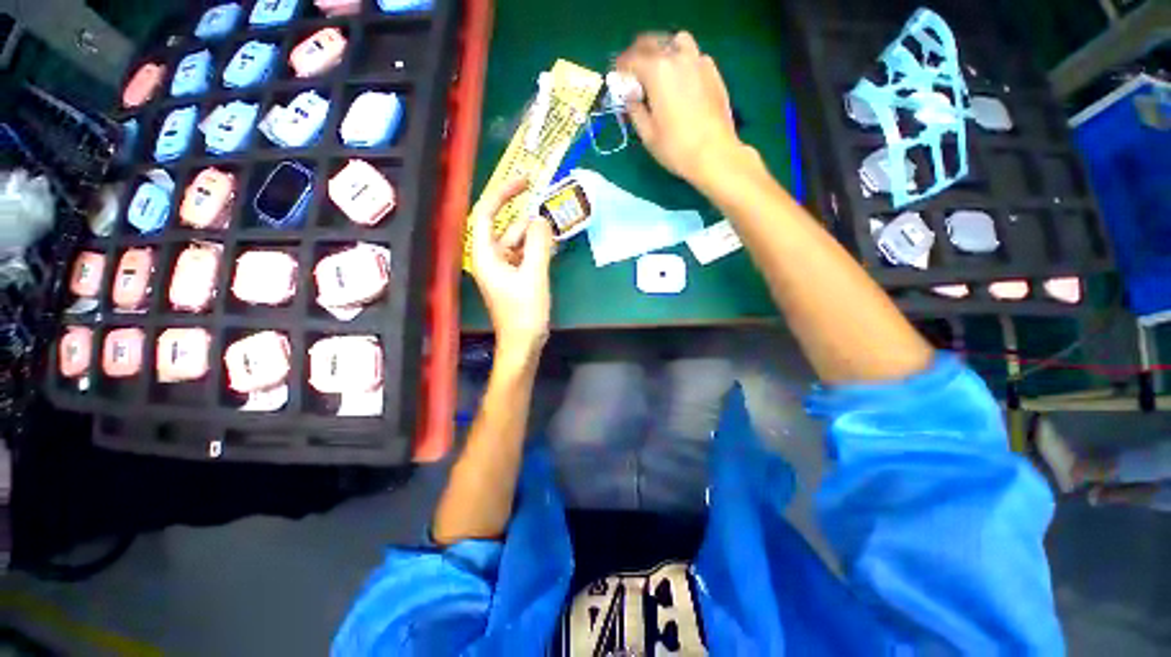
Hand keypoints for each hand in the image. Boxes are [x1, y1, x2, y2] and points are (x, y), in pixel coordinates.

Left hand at [469, 178, 553, 357]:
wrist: (523, 343)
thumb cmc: (525, 313)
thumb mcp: (534, 275)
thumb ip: (539, 244)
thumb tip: (541, 219)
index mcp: (486, 255)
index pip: (486, 214)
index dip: (503, 193)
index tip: (525, 182)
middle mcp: (490, 258)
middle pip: (506, 227)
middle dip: (528, 220)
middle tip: (551, 212)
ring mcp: (503, 268)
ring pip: (518, 241)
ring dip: (536, 236)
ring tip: (555, 235)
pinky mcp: (514, 277)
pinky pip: (524, 254)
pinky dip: (537, 249)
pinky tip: (552, 249)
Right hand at [617, 32, 744, 185]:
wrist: (714, 154)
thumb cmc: (676, 148)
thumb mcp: (647, 134)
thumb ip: (634, 110)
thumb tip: (629, 96)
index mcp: (657, 72)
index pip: (631, 59)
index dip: (621, 68)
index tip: (617, 78)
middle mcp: (677, 58)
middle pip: (652, 43)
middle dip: (638, 55)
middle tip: (633, 73)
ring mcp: (698, 61)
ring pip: (676, 42)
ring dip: (663, 51)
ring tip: (658, 71)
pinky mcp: (712, 71)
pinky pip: (693, 55)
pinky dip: (682, 60)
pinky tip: (680, 80)